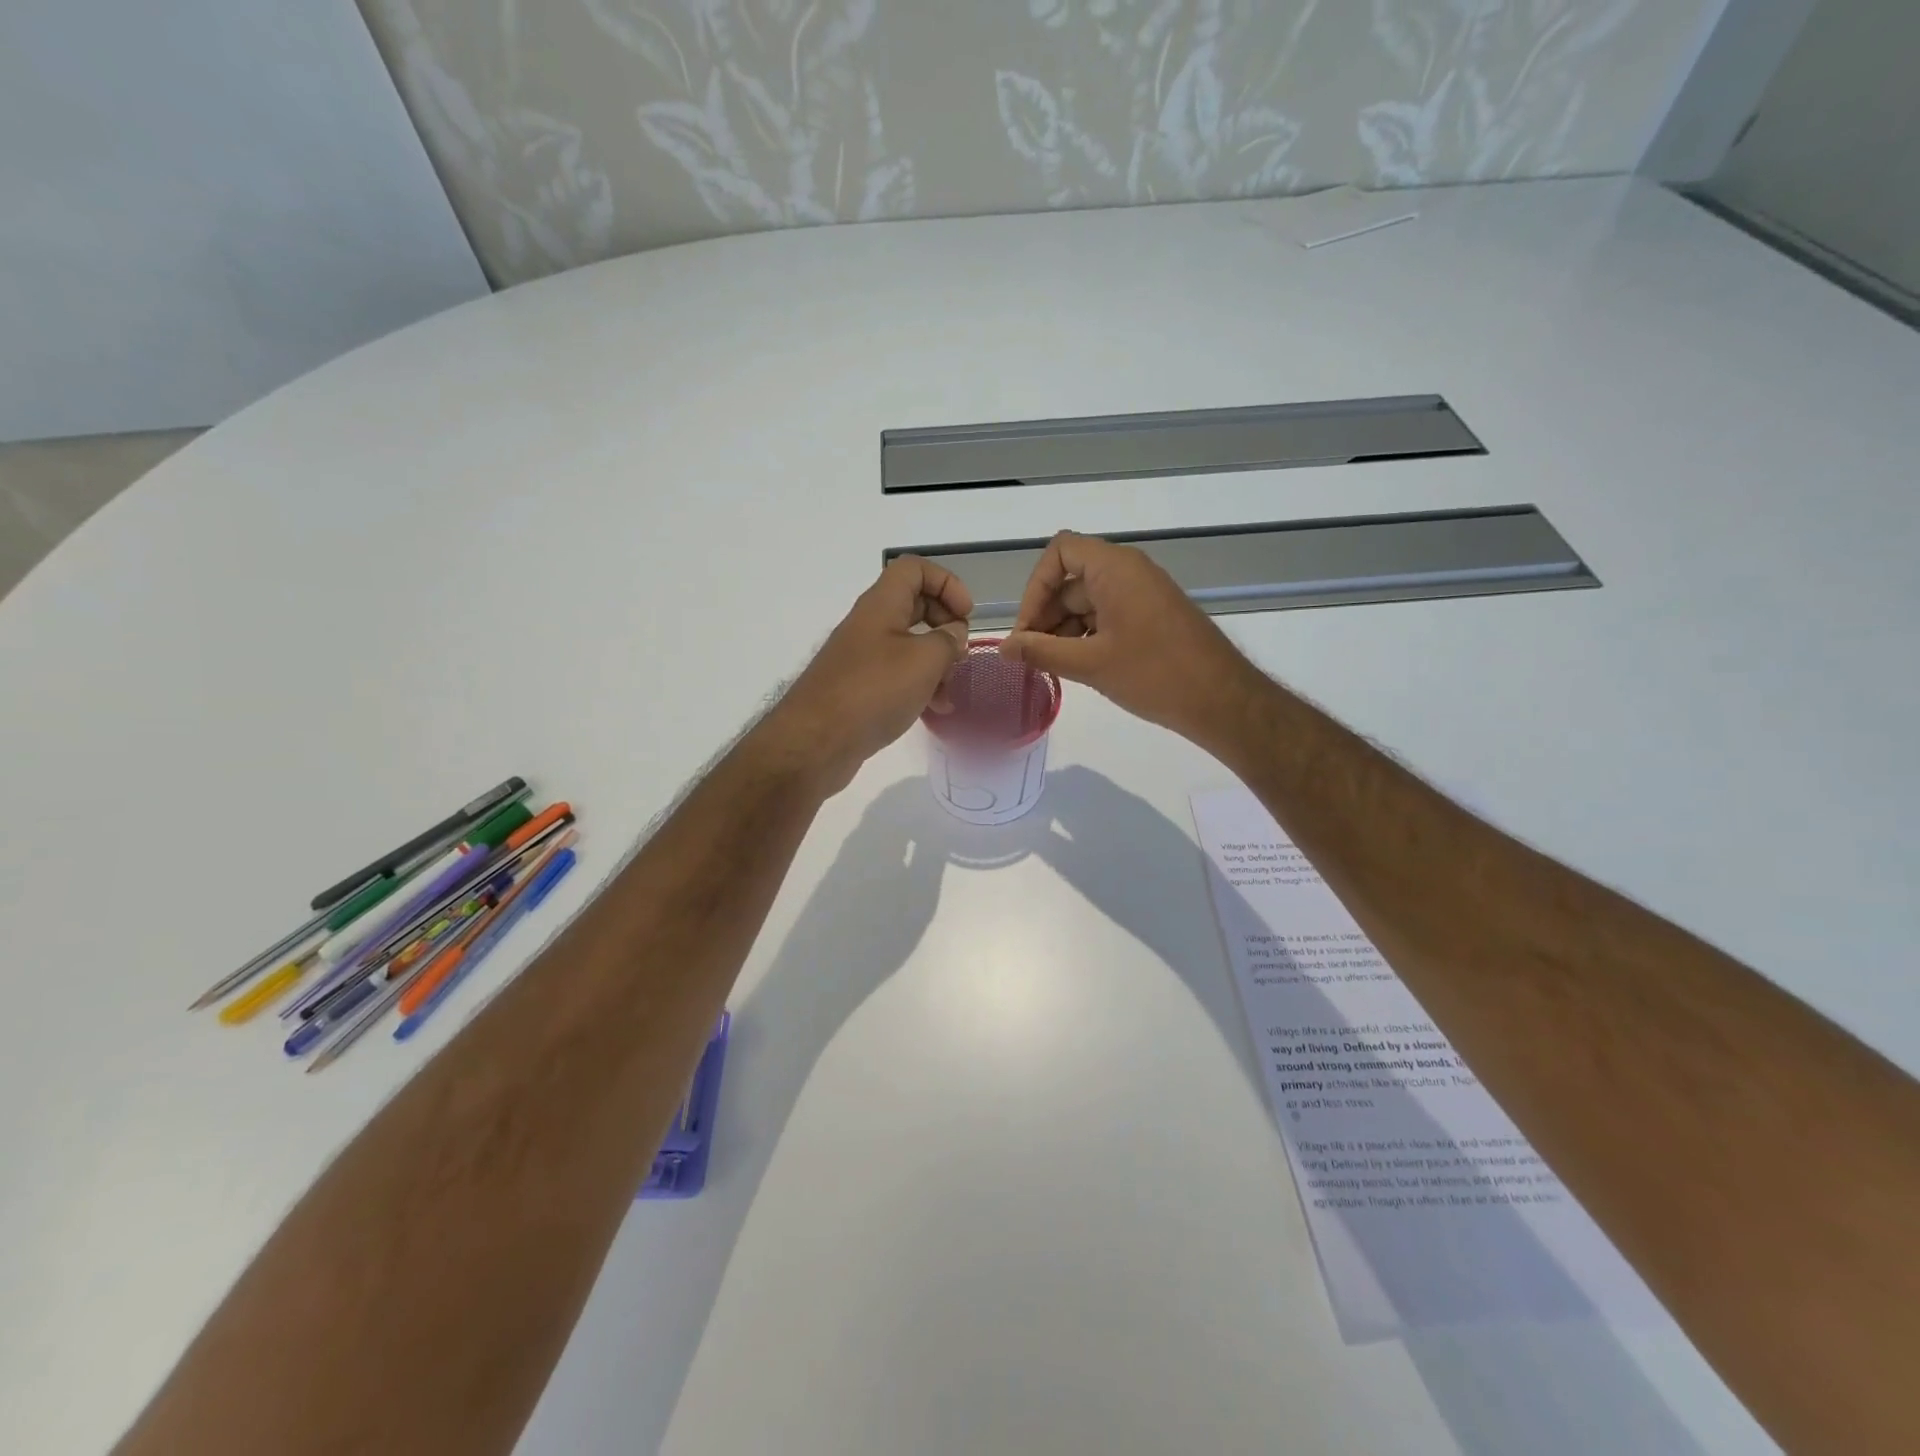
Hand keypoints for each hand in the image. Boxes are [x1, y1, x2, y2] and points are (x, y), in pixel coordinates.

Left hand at [768, 557, 971, 793]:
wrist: (816, 742)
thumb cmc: (873, 691)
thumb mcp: (924, 661)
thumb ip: (948, 641)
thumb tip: (954, 634)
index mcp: (881, 604)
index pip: (914, 569)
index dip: (946, 583)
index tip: (966, 615)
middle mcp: (869, 624)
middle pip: (914, 605)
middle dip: (944, 624)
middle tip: (961, 651)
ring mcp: (862, 657)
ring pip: (908, 644)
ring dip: (935, 662)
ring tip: (950, 690)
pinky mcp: (859, 688)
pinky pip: (897, 675)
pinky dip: (919, 686)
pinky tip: (935, 710)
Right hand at [999, 531, 1263, 745]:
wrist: (1222, 700)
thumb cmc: (1154, 674)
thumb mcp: (1090, 664)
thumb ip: (1041, 652)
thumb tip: (1003, 647)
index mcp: (1115, 568)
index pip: (1060, 552)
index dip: (1035, 587)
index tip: (1027, 628)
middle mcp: (1129, 572)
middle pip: (1071, 579)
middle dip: (1046, 615)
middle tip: (1032, 656)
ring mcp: (1143, 594)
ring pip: (1088, 601)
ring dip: (1064, 629)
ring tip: (1054, 667)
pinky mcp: (1152, 617)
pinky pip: (1108, 615)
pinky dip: (1087, 636)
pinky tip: (1080, 667)